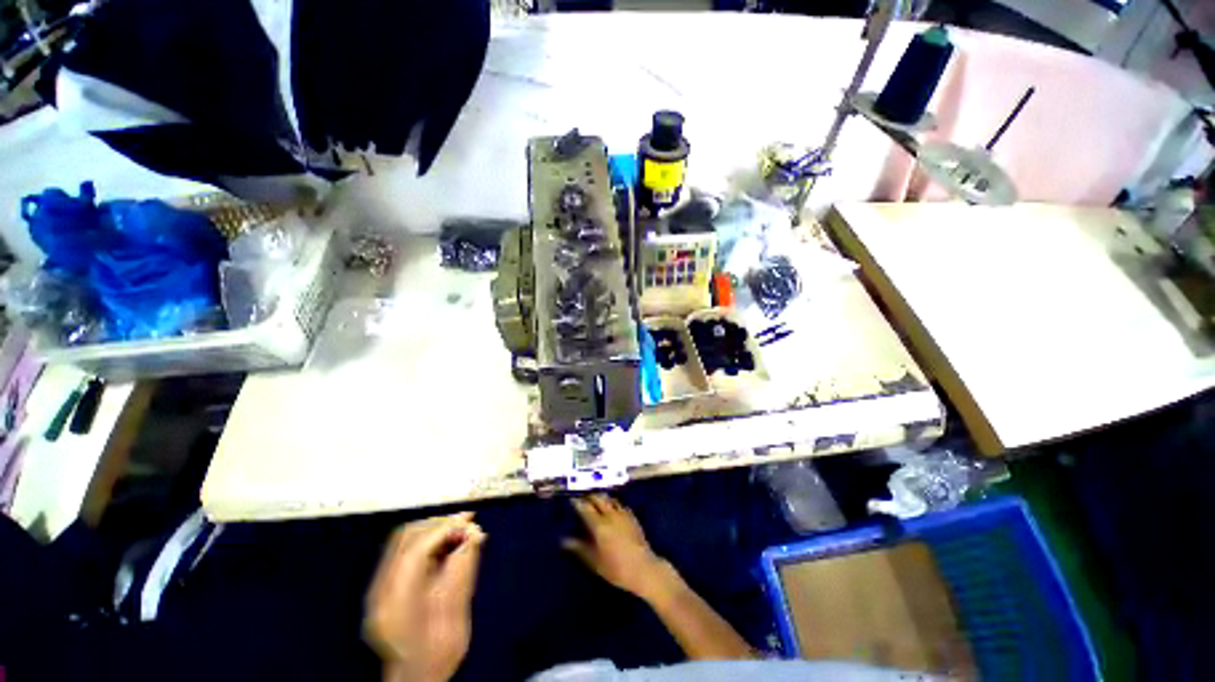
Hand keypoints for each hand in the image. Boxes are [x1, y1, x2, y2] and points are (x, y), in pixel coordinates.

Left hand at [364, 513, 486, 681]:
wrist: (415, 679)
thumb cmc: (438, 653)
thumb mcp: (456, 614)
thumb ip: (463, 571)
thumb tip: (475, 535)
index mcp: (396, 601)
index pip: (416, 548)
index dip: (446, 528)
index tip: (470, 522)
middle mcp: (381, 590)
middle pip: (406, 537)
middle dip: (439, 523)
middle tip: (467, 522)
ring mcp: (379, 588)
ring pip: (403, 540)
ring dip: (434, 529)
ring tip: (460, 529)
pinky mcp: (385, 587)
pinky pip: (403, 551)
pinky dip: (428, 541)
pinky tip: (447, 543)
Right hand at [563, 495, 674, 602]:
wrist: (643, 568)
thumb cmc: (616, 568)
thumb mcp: (594, 562)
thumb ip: (579, 548)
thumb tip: (564, 540)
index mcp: (599, 525)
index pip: (585, 508)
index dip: (577, 502)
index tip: (571, 499)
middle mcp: (610, 515)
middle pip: (598, 498)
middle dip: (590, 496)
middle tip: (583, 497)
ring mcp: (623, 514)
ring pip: (610, 499)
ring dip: (601, 497)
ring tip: (596, 499)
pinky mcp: (632, 517)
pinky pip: (620, 504)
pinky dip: (613, 503)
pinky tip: (612, 507)